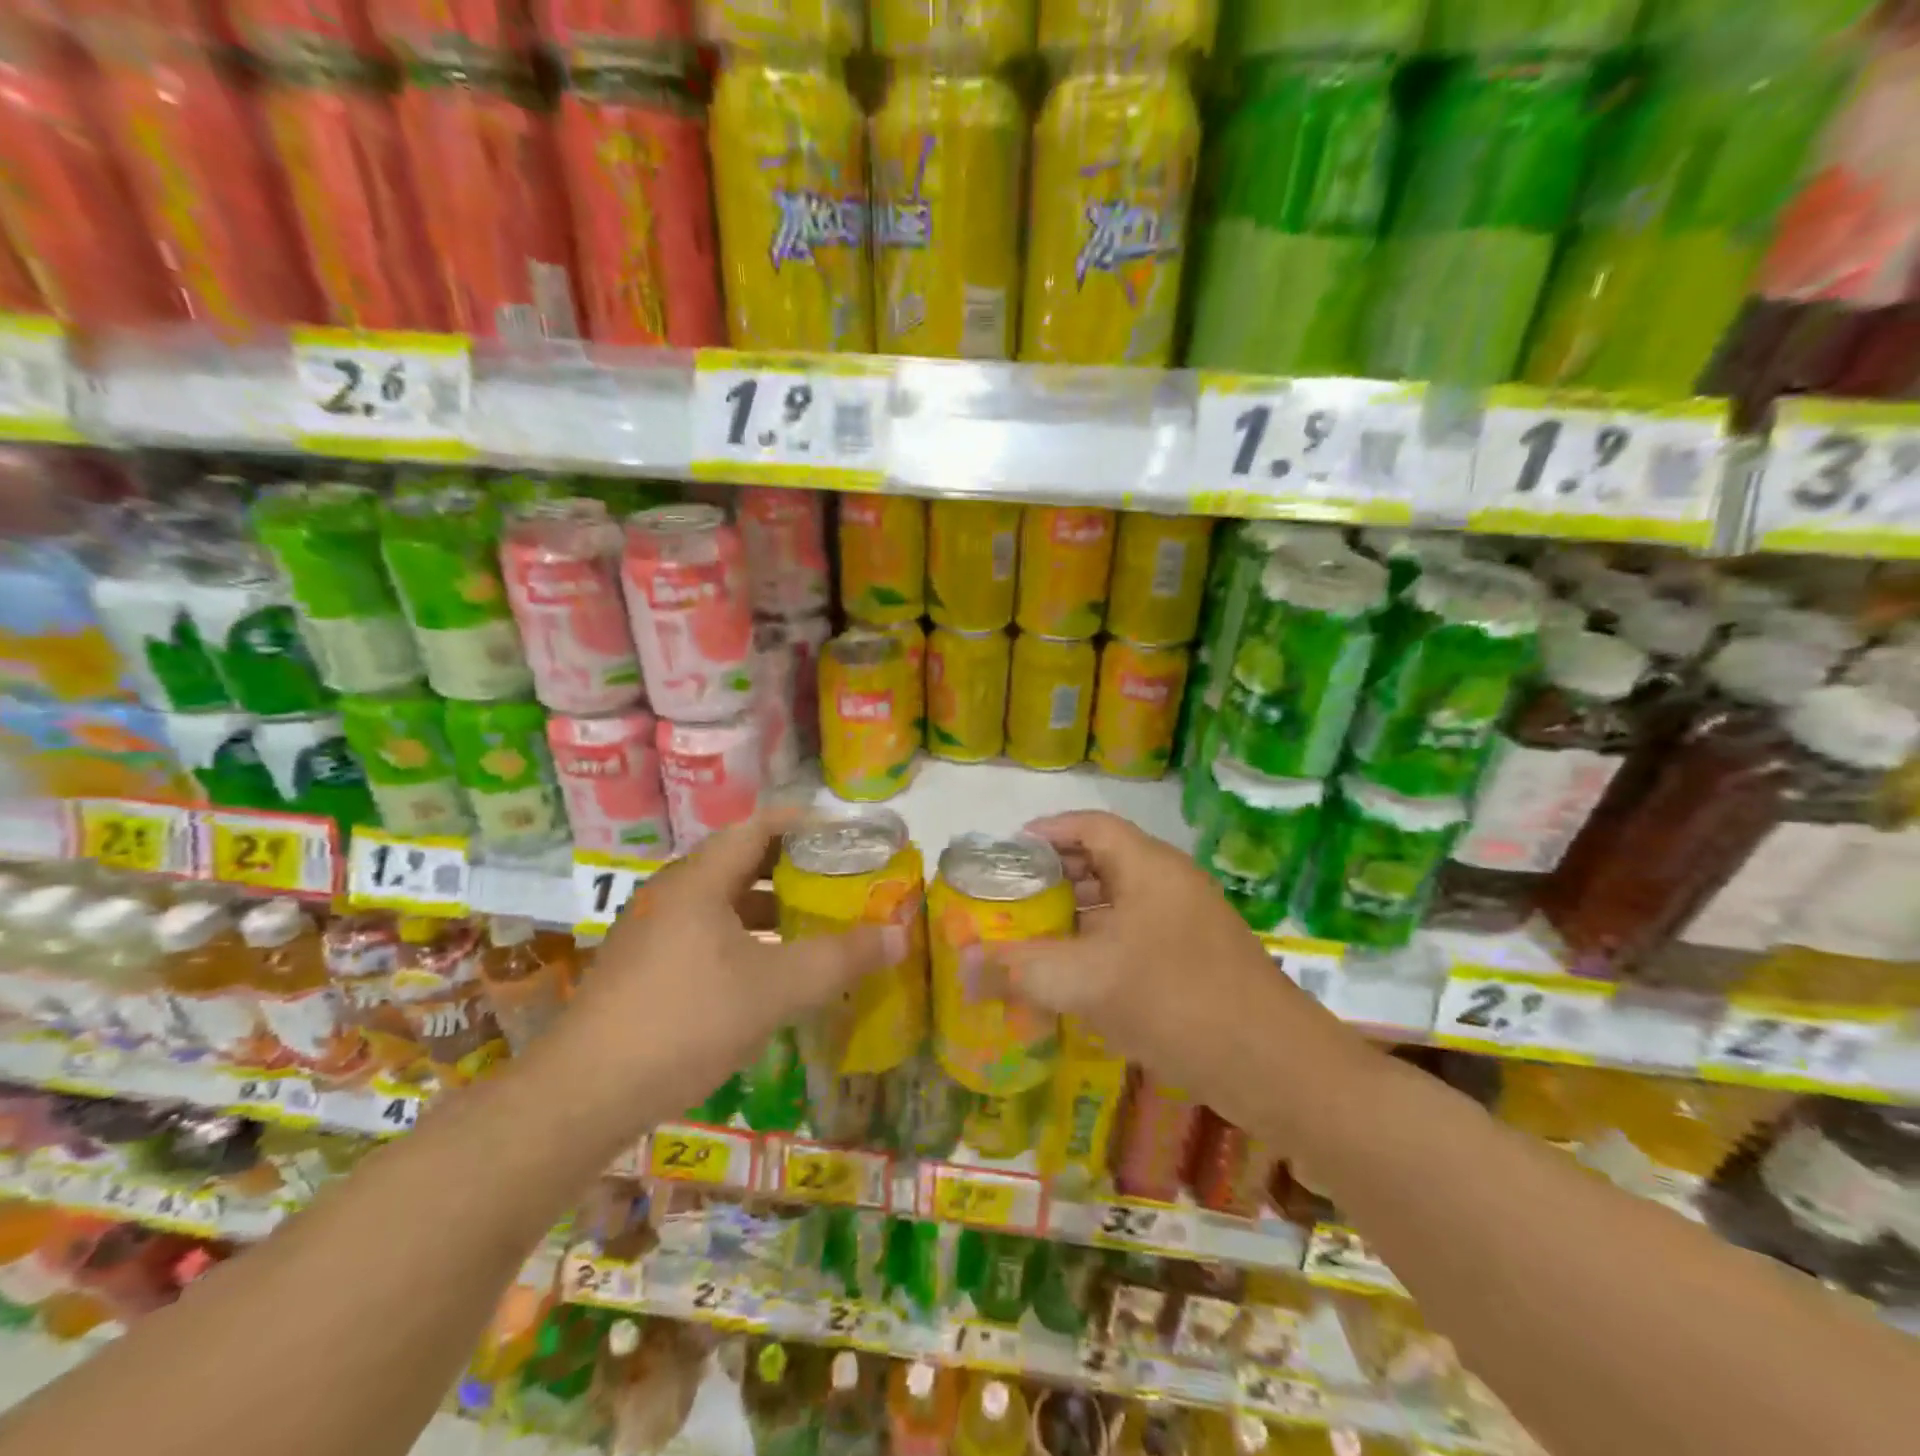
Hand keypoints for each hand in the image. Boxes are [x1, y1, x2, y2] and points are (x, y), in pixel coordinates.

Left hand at [527, 810, 903, 1139]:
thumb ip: (839, 959)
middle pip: (740, 861)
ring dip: (767, 906)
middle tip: (839, 878)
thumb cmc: (685, 1021)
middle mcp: (671, 893)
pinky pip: (704, 933)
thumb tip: (899, 935)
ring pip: (721, 902)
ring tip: (812, 921)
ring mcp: (651, 931)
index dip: (804, 823)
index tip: (845, 834)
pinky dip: (743, 937)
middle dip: (792, 867)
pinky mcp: (642, 968)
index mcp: (698, 879)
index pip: (758, 826)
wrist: (581, 1097)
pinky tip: (766, 970)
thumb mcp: (774, 989)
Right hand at [996, 811, 1323, 1099]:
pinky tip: (1074, 979)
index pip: (1089, 826)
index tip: (1005, 854)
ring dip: (1076, 915)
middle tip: (1009, 898)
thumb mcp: (1087, 982)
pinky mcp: (1196, 961)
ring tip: (1031, 937)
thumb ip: (1020, 969)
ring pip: (1120, 903)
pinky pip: (1136, 937)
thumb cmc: (1177, 1001)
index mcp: (1149, 867)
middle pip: (1103, 861)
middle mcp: (1170, 884)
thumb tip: (962, 966)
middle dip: (1054, 878)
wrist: (1277, 1068)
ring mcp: (1187, 924)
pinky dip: (1100, 946)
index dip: (1045, 832)